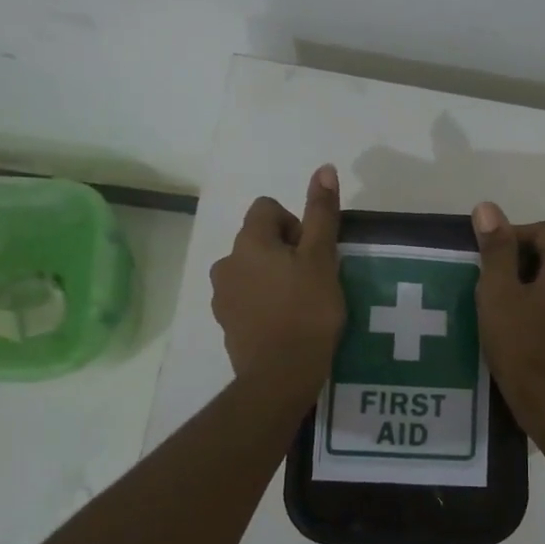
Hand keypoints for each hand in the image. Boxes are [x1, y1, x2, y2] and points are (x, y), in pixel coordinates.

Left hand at [211, 166, 345, 407]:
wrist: (280, 375)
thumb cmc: (307, 310)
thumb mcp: (322, 258)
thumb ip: (321, 213)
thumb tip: (323, 168)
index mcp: (249, 242)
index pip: (268, 208)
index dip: (295, 224)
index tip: (313, 253)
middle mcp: (226, 262)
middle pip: (259, 239)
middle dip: (285, 252)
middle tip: (313, 279)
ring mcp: (221, 295)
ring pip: (251, 270)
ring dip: (273, 277)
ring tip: (300, 303)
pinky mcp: (226, 323)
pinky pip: (246, 298)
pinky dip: (264, 303)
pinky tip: (285, 323)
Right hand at [472, 200, 544, 434]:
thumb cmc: (519, 341)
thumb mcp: (498, 292)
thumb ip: (496, 248)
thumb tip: (488, 208)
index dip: (513, 235)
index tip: (487, 257)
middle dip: (527, 248)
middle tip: (497, 269)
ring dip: (535, 267)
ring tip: (504, 288)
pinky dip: (544, 285)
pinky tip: (520, 307)